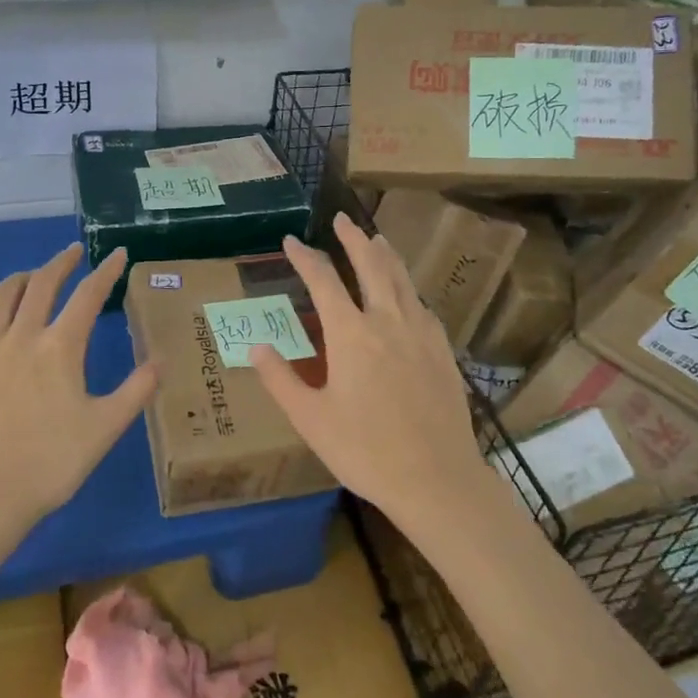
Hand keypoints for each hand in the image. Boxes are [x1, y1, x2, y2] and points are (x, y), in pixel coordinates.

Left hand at [0, 245, 157, 528]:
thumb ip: (136, 391)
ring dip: (21, 279)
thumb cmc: (52, 462)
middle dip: (61, 263)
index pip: (88, 295)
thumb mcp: (106, 427)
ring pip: (1, 296)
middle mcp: (21, 336)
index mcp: (61, 347)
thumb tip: (160, 360)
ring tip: (32, 277)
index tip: (116, 254)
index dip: (106, 272)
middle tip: (73, 254)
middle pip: (42, 283)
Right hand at [250, 213, 487, 524]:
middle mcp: (387, 321)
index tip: (291, 240)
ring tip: (376, 238)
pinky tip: (408, 293)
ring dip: (386, 255)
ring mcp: (420, 333)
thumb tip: (256, 346)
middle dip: (353, 240)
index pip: (323, 281)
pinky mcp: (442, 351)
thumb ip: (280, 379)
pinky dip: (409, 288)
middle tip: (342, 220)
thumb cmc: (365, 450)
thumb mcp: (311, 419)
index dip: (305, 257)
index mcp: (351, 334)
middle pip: (371, 266)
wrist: (436, 478)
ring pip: (402, 280)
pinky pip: (422, 306)